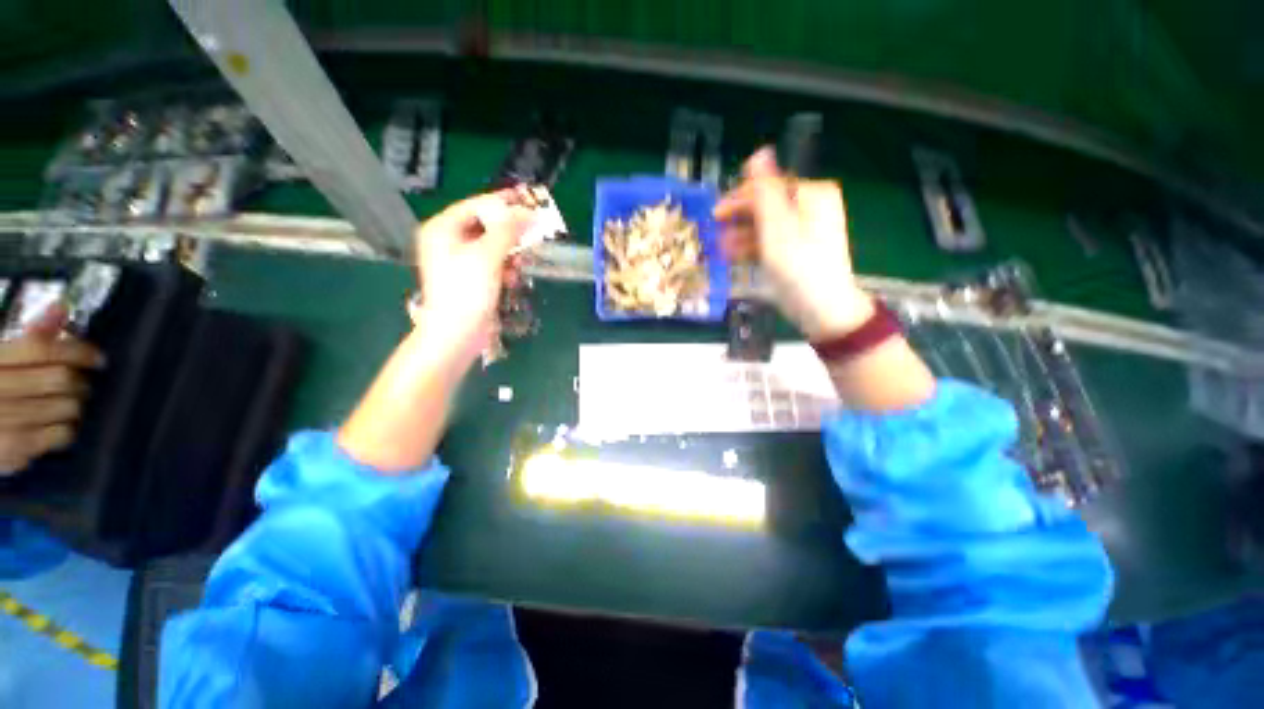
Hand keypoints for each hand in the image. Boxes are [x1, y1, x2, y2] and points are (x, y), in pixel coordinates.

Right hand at [0, 304, 104, 475]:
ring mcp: (6, 423)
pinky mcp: (15, 450)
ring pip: (67, 407)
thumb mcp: (1, 356)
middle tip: (80, 382)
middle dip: (79, 380)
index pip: (43, 349)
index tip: (96, 357)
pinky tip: (57, 424)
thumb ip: (30, 335)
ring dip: (75, 404)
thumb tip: (60, 308)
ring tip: (68, 402)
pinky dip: (68, 428)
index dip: (77, 350)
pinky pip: (61, 435)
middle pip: (61, 380)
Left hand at [413, 191, 532, 359]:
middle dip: (509, 233)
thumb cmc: (467, 291)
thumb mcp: (487, 256)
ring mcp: (460, 261)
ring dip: (510, 253)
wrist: (457, 333)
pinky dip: (505, 268)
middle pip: (485, 226)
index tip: (528, 203)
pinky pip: (493, 264)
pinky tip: (512, 278)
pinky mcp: (472, 279)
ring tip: (519, 263)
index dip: (503, 204)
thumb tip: (528, 213)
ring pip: (493, 246)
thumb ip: (508, 231)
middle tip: (531, 233)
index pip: (476, 205)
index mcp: (443, 229)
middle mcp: (449, 241)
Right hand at [714, 147, 873, 339]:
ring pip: (765, 225)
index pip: (768, 185)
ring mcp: (804, 230)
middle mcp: (810, 207)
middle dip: (738, 220)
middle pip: (765, 206)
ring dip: (741, 236)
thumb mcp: (778, 227)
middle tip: (715, 233)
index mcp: (811, 194)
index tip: (716, 214)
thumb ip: (766, 190)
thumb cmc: (799, 267)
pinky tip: (734, 257)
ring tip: (721, 250)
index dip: (739, 198)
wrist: (822, 309)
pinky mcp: (797, 250)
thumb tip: (759, 153)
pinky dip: (752, 248)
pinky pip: (770, 242)